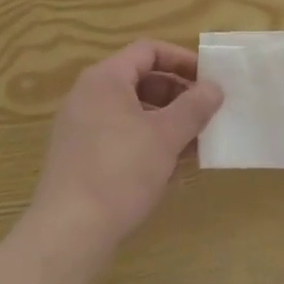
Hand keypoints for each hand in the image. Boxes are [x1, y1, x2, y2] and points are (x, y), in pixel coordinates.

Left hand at [24, 40, 222, 261]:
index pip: (148, 51)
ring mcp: (81, 128)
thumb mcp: (165, 136)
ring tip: (196, 146)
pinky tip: (170, 171)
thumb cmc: (120, 172)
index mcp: (105, 79)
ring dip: (166, 124)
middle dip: (178, 96)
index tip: (209, 80)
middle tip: (207, 115)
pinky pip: (120, 138)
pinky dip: (147, 145)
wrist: (69, 232)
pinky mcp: (80, 158)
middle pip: (141, 81)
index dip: (181, 60)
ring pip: (133, 113)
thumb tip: (214, 88)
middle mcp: (88, 96)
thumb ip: (193, 107)